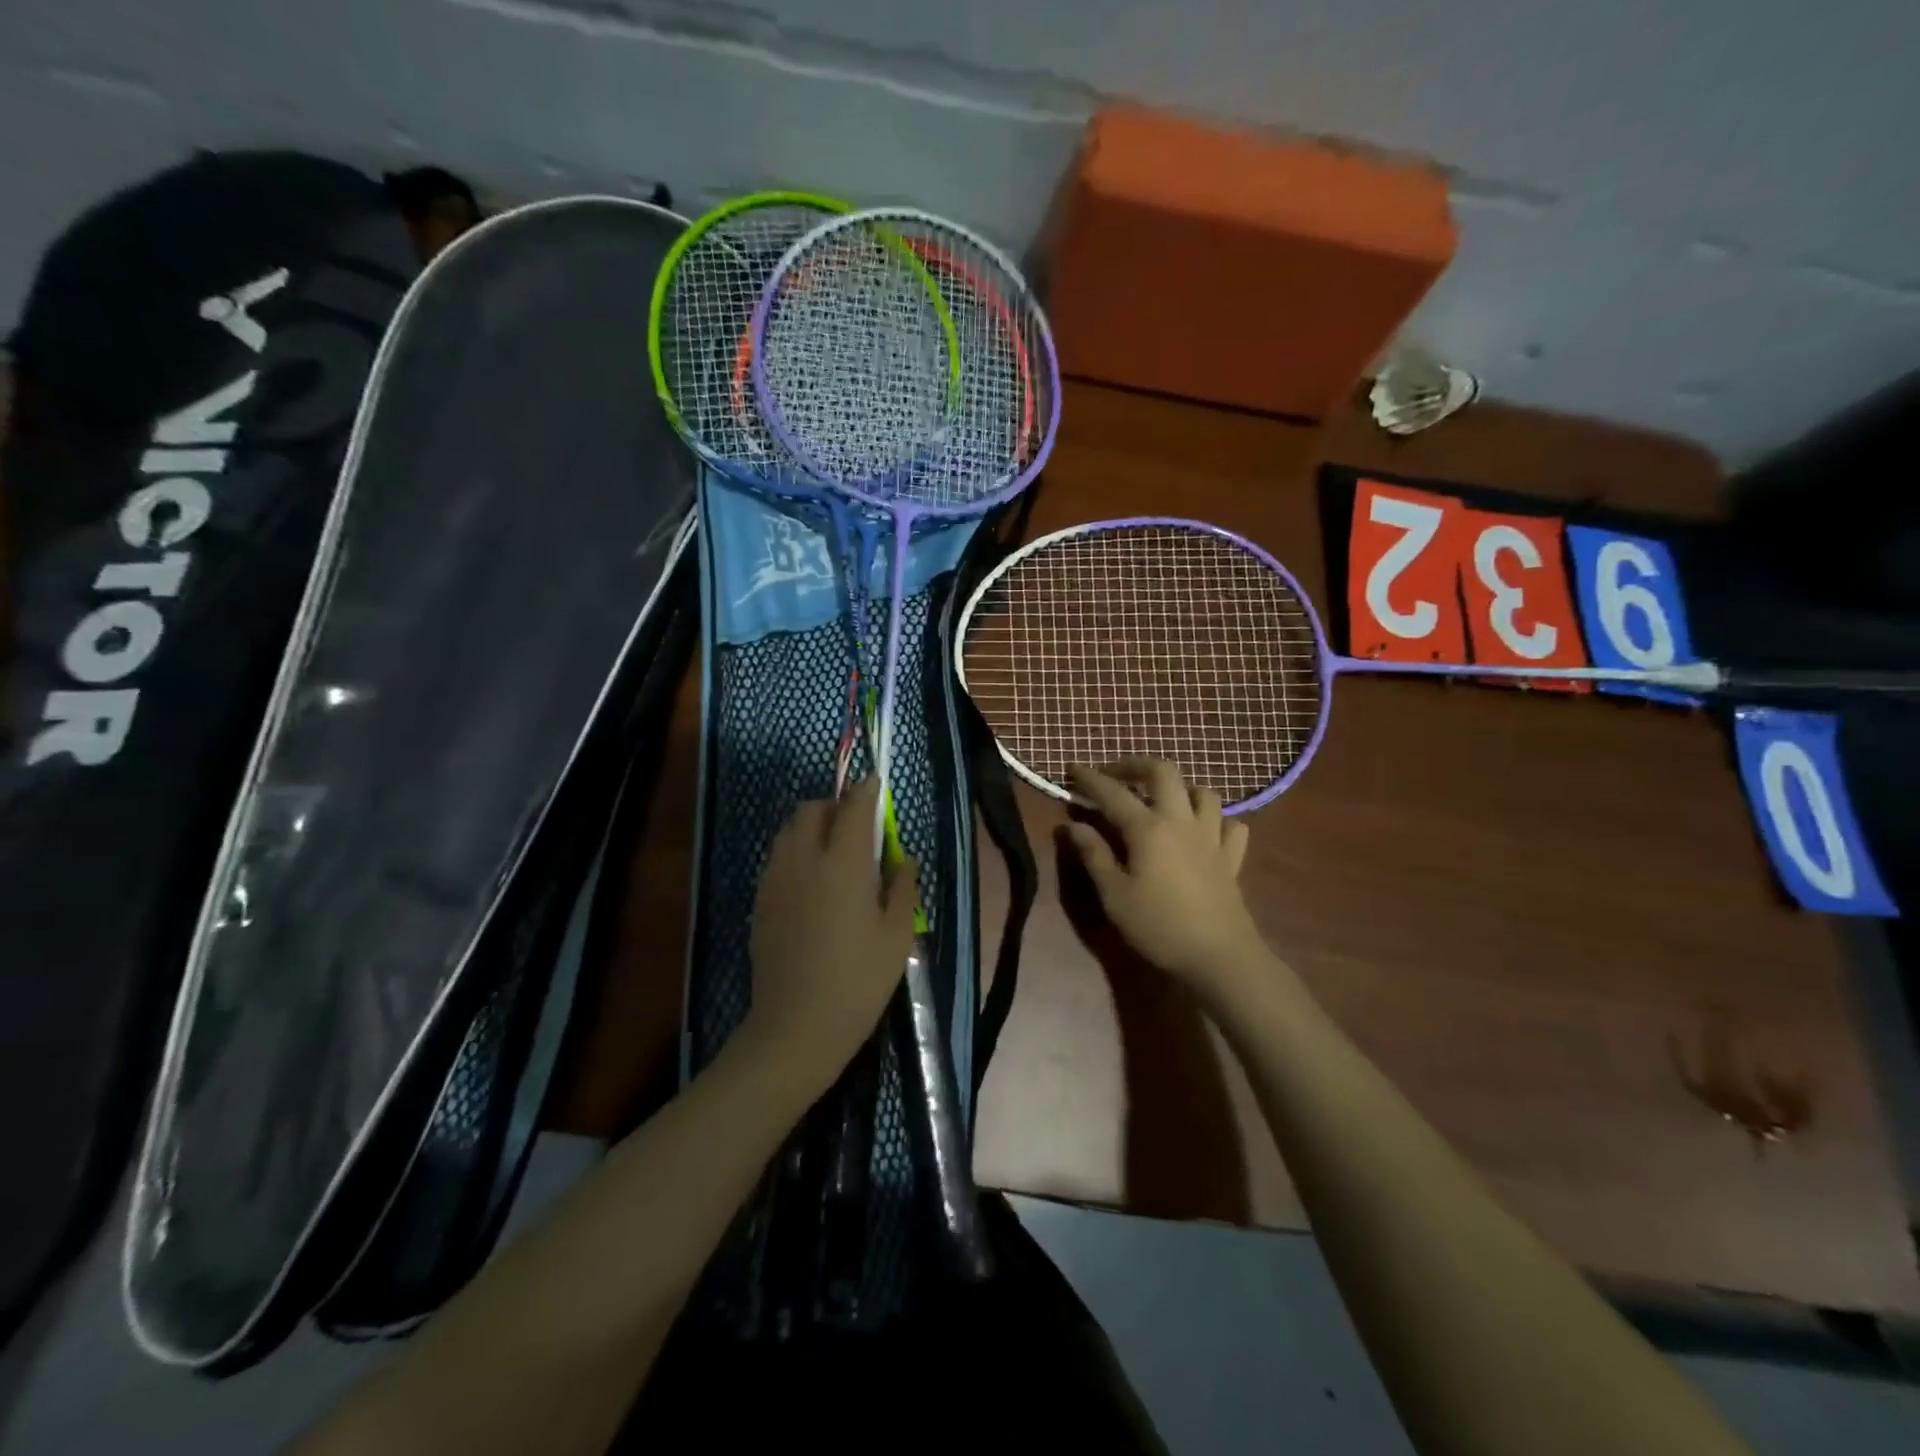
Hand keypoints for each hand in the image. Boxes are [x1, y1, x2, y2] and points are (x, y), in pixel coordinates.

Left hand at [746, 776, 917, 1087]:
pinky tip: (813, 883)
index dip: (867, 790)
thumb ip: (902, 887)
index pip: (854, 807)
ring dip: (812, 826)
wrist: (796, 1027)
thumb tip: (903, 859)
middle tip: (858, 826)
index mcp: (844, 863)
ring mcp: (776, 879)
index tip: (876, 782)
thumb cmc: (858, 981)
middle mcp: (804, 860)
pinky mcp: (761, 901)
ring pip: (789, 830)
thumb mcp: (897, 936)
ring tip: (835, 852)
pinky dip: (796, 852)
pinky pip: (778, 857)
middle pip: (812, 809)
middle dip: (835, 805)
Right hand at [1063, 761, 1266, 998]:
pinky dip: (1216, 820)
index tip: (1072, 767)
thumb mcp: (1114, 895)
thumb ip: (1094, 855)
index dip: (1090, 778)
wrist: (1219, 957)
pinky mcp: (1232, 858)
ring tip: (1162, 801)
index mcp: (1148, 828)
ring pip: (1203, 792)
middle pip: (1163, 773)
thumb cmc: (1158, 926)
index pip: (1112, 793)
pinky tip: (1203, 832)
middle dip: (1136, 765)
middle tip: (1116, 775)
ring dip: (1180, 788)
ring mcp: (1211, 837)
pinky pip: (1230, 825)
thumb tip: (1072, 825)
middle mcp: (1181, 821)